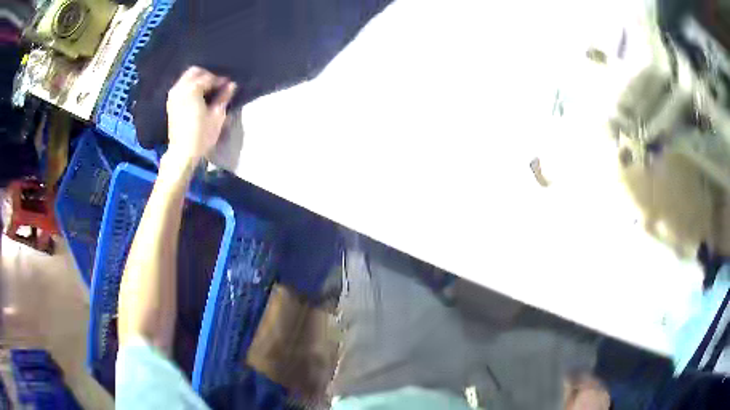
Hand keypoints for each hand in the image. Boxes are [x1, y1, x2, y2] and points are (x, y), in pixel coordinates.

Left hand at [166, 66, 236, 162]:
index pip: (209, 78)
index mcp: (192, 89)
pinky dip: (189, 87)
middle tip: (217, 85)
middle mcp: (180, 88)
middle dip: (206, 75)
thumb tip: (231, 85)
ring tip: (208, 90)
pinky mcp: (170, 104)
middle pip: (194, 72)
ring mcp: (173, 96)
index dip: (220, 80)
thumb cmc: (201, 135)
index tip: (228, 85)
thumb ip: (224, 97)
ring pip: (186, 78)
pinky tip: (197, 96)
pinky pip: (181, 87)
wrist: (182, 153)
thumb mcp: (217, 116)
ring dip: (197, 80)